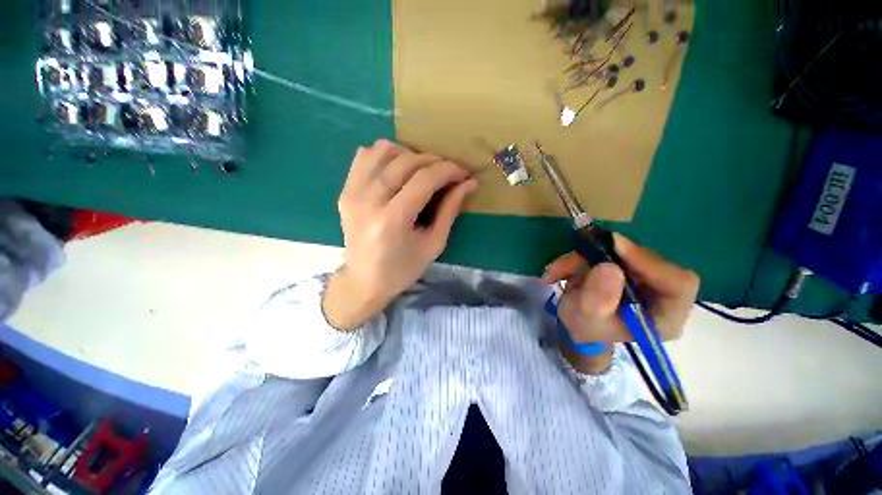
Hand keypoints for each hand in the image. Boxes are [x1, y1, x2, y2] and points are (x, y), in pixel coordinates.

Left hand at [323, 140, 477, 329]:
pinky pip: (364, 156)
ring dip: (409, 154)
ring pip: (383, 150)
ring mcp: (352, 193)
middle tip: (447, 174)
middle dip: (434, 161)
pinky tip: (397, 170)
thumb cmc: (402, 269)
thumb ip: (450, 210)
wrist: (363, 281)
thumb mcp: (433, 244)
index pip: (424, 179)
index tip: (462, 173)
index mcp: (392, 220)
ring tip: (422, 170)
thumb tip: (468, 183)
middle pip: (405, 161)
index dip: (448, 170)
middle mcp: (368, 201)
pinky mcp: (345, 191)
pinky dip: (385, 155)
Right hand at [542, 234, 698, 373]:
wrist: (576, 325)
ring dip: (584, 257)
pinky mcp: (626, 264)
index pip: (678, 284)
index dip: (650, 262)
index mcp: (664, 316)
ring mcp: (643, 276)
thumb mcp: (585, 319)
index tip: (616, 247)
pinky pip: (606, 251)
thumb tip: (610, 267)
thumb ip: (597, 299)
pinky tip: (560, 270)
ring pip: (621, 253)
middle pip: (646, 261)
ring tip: (557, 271)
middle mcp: (661, 293)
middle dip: (606, 256)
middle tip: (578, 255)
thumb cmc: (585, 329)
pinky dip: (580, 257)